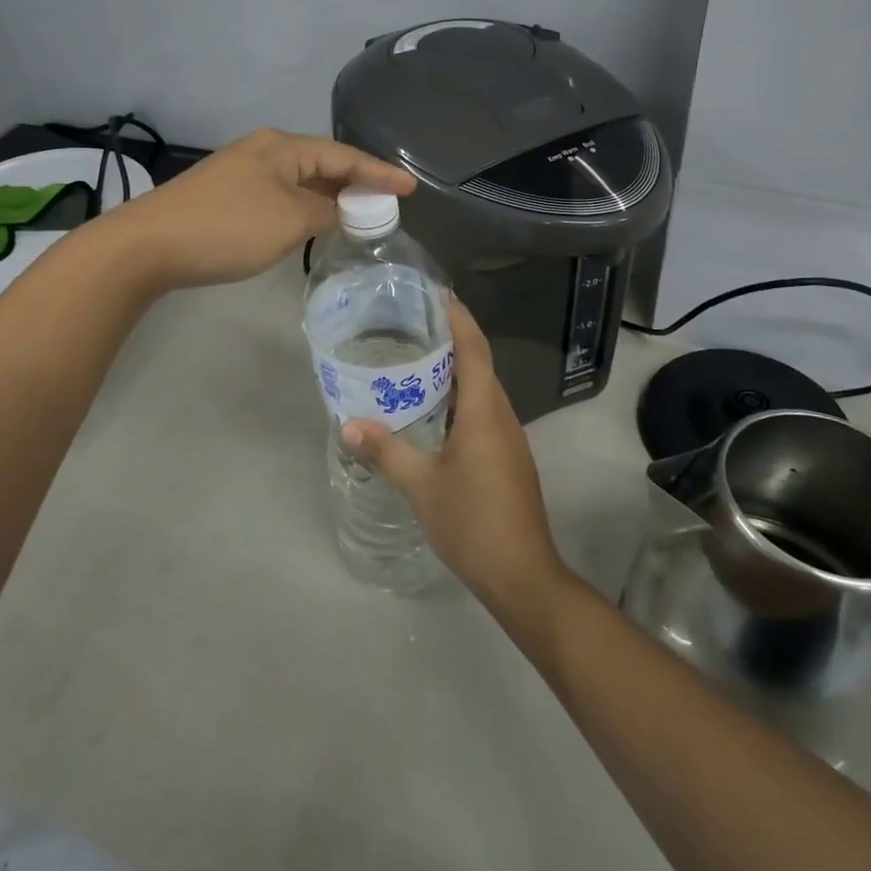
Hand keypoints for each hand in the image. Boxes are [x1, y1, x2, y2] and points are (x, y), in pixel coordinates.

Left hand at [107, 128, 413, 290]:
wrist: (148, 245)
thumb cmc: (227, 227)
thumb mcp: (289, 220)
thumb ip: (326, 212)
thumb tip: (341, 211)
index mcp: (282, 147)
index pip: (344, 156)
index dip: (380, 173)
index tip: (411, 187)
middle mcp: (264, 151)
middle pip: (322, 164)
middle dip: (356, 183)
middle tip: (388, 204)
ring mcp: (241, 173)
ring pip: (300, 181)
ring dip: (329, 197)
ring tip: (359, 215)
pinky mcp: (226, 196)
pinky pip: (280, 195)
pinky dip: (304, 207)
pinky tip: (312, 223)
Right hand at [341, 298, 565, 609]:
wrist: (522, 575)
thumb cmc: (472, 521)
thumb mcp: (421, 485)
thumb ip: (386, 451)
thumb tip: (349, 424)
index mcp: (484, 411)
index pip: (474, 349)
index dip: (459, 319)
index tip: (439, 294)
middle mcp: (502, 416)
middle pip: (479, 366)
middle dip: (451, 342)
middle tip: (412, 327)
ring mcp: (509, 439)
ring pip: (481, 392)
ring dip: (454, 374)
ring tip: (415, 364)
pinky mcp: (508, 459)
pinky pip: (483, 414)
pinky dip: (459, 401)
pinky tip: (433, 414)